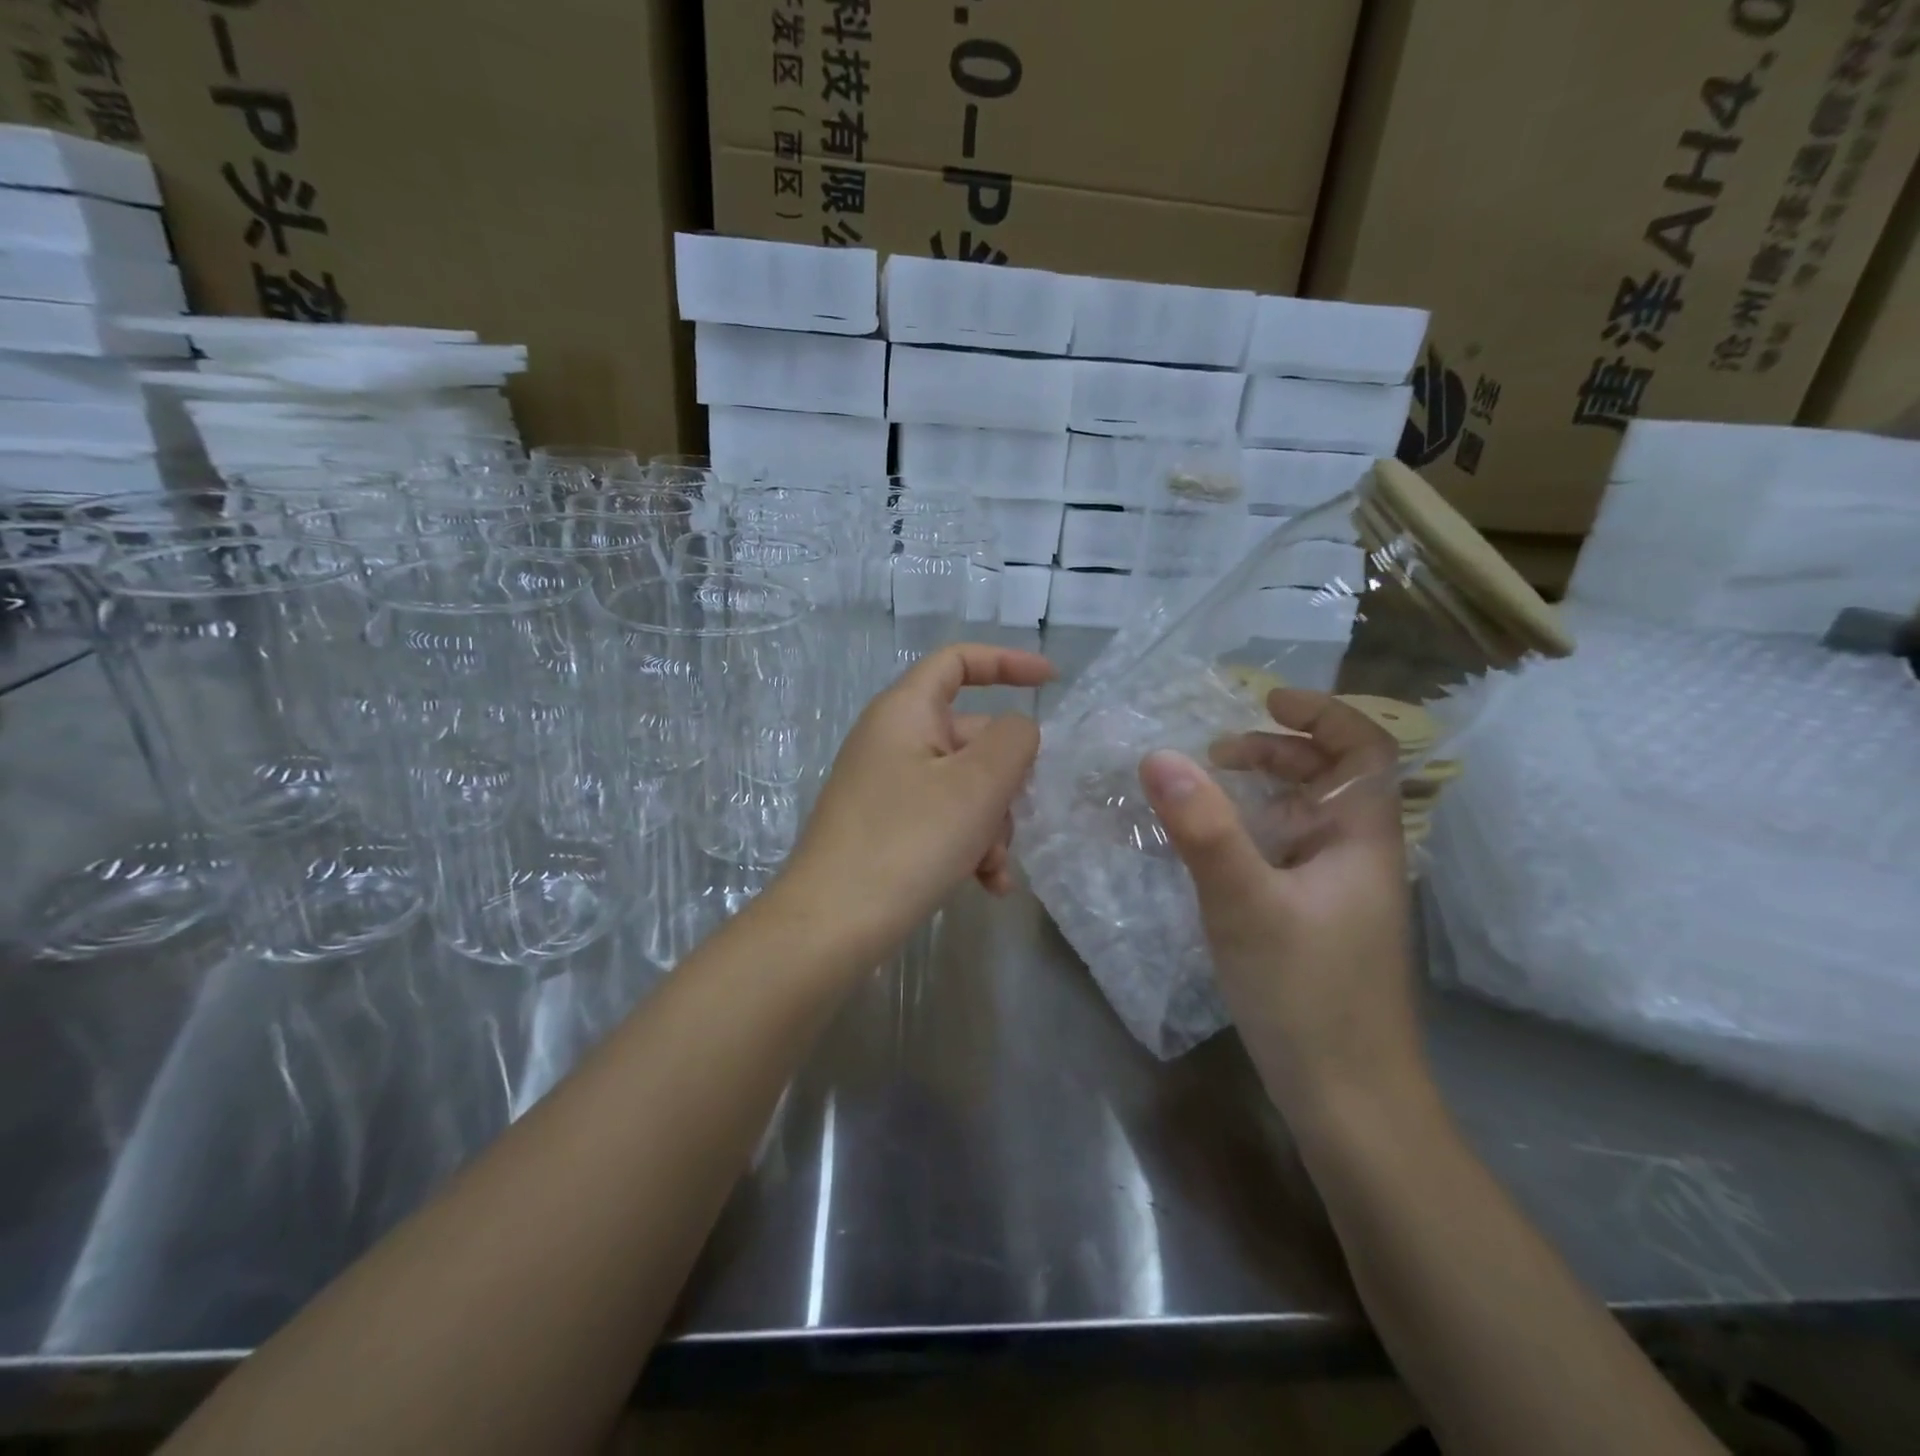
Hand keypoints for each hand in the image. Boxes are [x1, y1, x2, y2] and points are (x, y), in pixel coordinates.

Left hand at [778, 643, 1055, 955]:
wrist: (831, 925)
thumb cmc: (909, 841)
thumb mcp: (977, 785)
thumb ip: (1013, 741)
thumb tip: (1016, 730)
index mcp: (905, 711)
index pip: (958, 661)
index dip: (1007, 663)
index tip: (1052, 683)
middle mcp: (892, 740)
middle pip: (970, 736)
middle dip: (1005, 780)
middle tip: (1015, 819)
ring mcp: (886, 786)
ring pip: (962, 786)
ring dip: (991, 823)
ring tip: (994, 869)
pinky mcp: (885, 828)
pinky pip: (941, 820)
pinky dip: (968, 844)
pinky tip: (987, 886)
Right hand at [1137, 689, 1428, 1114]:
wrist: (1350, 1103)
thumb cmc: (1307, 995)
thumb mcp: (1244, 903)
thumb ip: (1202, 828)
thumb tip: (1158, 755)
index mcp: (1363, 840)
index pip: (1365, 749)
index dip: (1322, 714)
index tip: (1264, 700)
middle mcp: (1359, 859)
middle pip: (1331, 780)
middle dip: (1277, 753)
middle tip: (1217, 754)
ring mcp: (1340, 896)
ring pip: (1305, 821)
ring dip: (1261, 795)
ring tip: (1205, 794)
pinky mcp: (1319, 927)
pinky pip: (1286, 857)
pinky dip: (1252, 837)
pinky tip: (1212, 855)